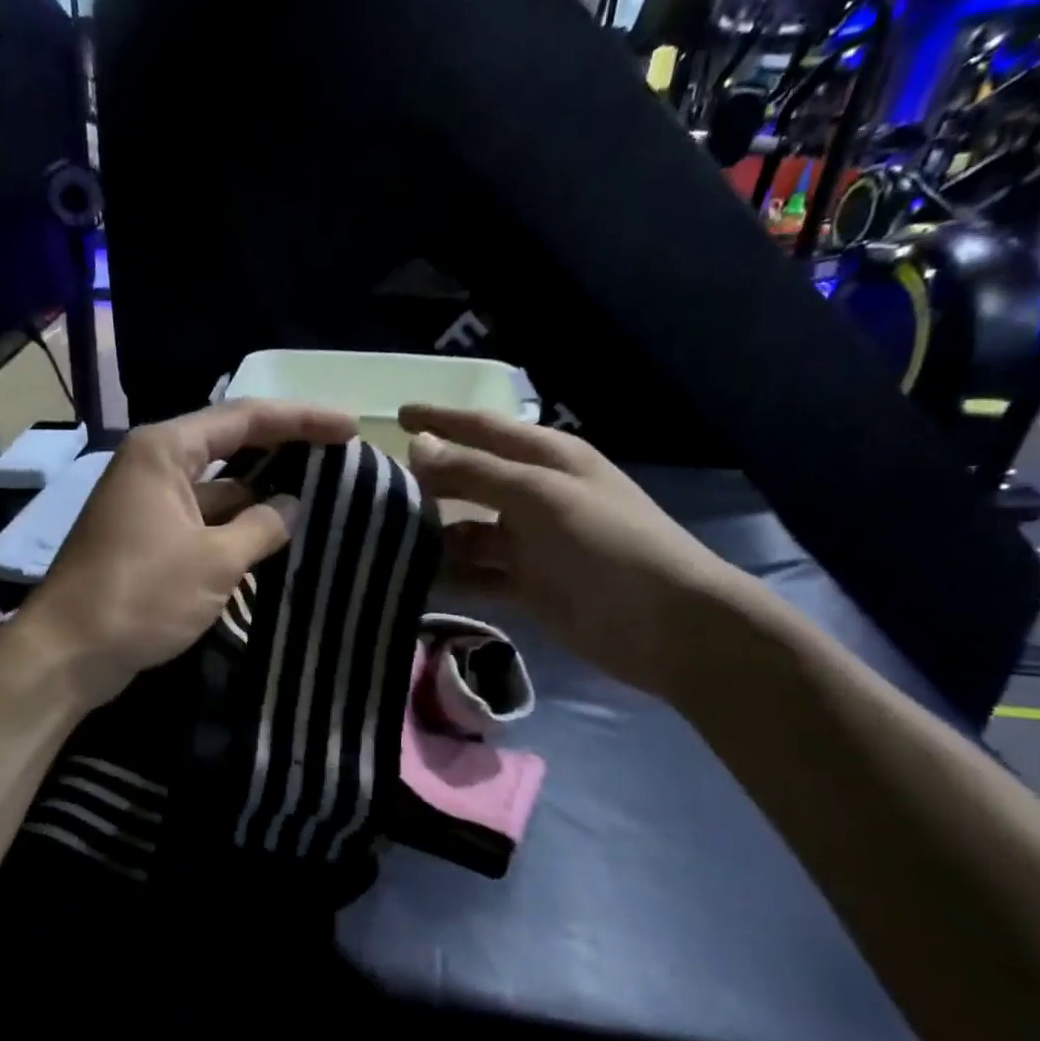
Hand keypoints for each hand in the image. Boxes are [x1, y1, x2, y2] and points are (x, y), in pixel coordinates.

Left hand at [23, 400, 356, 706]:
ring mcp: (150, 502)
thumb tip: (292, 507)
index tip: (350, 428)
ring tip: (319, 497)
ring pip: (219, 487)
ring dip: (262, 494)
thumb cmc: (140, 595)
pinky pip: (204, 519)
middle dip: (284, 450)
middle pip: (232, 445)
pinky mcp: (149, 537)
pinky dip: (238, 525)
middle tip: (339, 456)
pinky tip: (275, 537)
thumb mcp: (214, 561)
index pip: (246, 419)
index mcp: (166, 450)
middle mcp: (155, 465)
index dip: (302, 420)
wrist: (68, 652)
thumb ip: (262, 527)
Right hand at [400, 405, 755, 697]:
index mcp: (546, 459)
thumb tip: (418, 445)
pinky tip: (412, 582)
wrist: (667, 625)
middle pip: (469, 481)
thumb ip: (476, 471)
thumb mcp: (540, 497)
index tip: (397, 415)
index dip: (441, 420)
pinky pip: (476, 574)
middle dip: (428, 483)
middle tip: (373, 489)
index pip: (483, 429)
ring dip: (432, 536)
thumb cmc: (607, 544)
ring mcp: (530, 543)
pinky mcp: (527, 585)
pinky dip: (450, 577)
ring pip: (467, 532)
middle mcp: (534, 495)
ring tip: (381, 541)